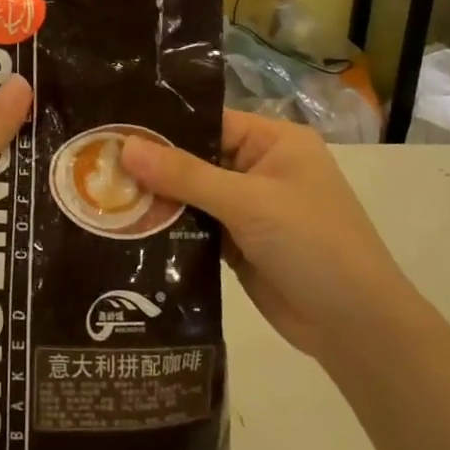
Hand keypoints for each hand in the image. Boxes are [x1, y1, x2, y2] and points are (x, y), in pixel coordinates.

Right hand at [120, 110, 405, 365]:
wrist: (355, 327)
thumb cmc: (312, 244)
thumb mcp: (249, 202)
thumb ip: (186, 175)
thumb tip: (125, 146)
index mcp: (274, 142)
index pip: (209, 122)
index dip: (164, 127)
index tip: (113, 131)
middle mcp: (260, 169)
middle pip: (196, 159)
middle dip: (153, 166)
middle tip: (94, 165)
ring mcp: (249, 209)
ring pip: (192, 195)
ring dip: (157, 200)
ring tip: (100, 196)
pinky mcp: (238, 245)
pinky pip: (196, 228)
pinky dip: (169, 229)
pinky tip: (127, 230)